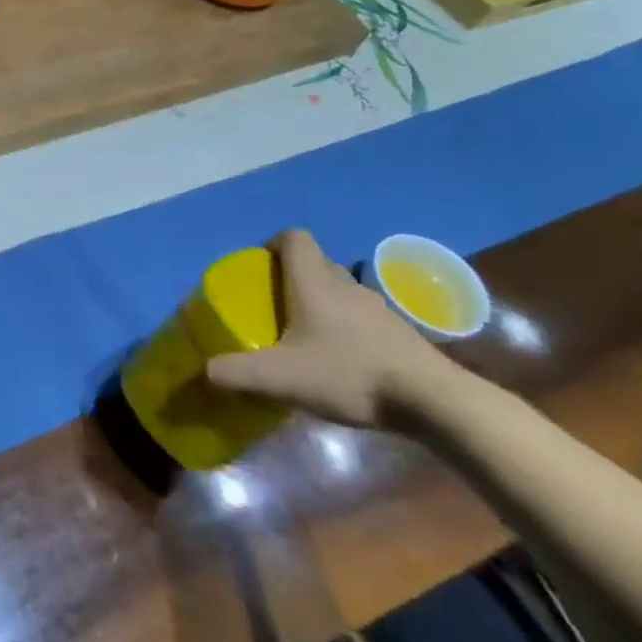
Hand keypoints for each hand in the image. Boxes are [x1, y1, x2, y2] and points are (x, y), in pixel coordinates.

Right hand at [206, 229, 456, 429]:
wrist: (436, 403)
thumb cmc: (350, 374)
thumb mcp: (281, 378)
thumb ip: (237, 373)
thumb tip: (205, 371)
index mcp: (313, 282)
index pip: (294, 238)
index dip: (273, 243)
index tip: (260, 265)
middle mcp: (346, 285)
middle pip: (316, 264)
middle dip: (293, 277)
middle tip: (275, 305)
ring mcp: (379, 309)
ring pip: (341, 292)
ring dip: (322, 304)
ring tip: (307, 337)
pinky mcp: (401, 335)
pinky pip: (363, 318)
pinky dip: (348, 329)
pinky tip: (343, 362)